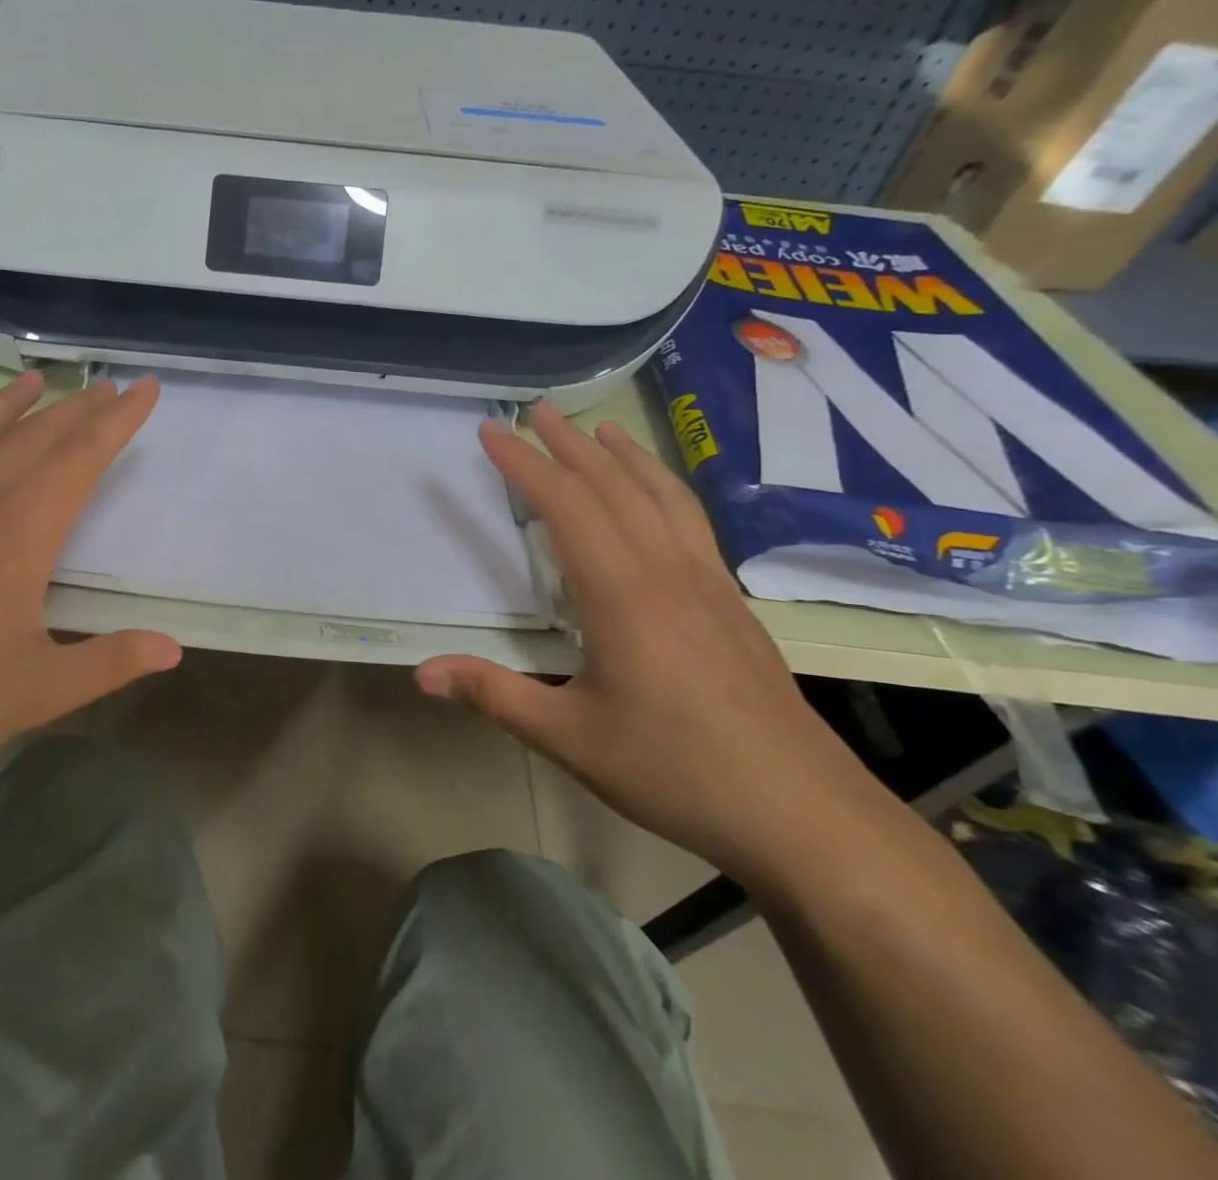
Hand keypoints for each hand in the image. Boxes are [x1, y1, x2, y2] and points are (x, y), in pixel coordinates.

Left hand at [0, 373, 181, 806]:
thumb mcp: (38, 692)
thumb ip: (110, 662)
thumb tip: (174, 648)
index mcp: (14, 536)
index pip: (78, 459)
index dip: (117, 422)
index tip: (145, 389)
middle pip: (35, 437)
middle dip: (81, 408)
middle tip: (114, 386)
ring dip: (16, 403)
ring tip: (39, 380)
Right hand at [416, 403, 891, 886]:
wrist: (802, 813)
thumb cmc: (675, 769)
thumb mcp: (570, 738)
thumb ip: (493, 696)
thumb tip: (421, 672)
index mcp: (621, 593)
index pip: (566, 505)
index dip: (525, 463)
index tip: (493, 431)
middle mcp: (666, 571)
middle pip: (613, 486)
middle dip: (569, 444)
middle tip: (536, 410)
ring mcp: (707, 583)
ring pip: (662, 497)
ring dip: (625, 457)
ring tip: (602, 429)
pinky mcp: (733, 603)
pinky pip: (692, 522)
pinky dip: (665, 489)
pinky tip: (660, 498)